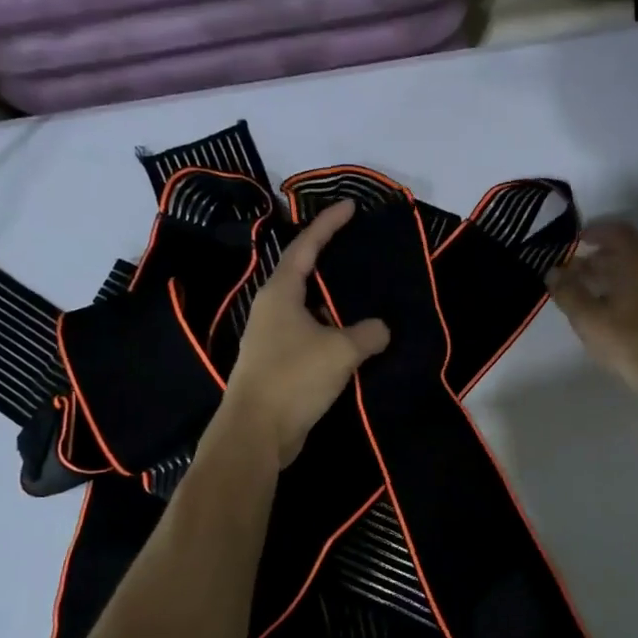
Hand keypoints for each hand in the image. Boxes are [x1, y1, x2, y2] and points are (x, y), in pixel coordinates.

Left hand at [222, 199, 389, 468]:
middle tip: (360, 252)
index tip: (350, 206)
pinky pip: (311, 336)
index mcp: (281, 293)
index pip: (306, 247)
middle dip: (331, 262)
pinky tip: (355, 341)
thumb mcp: (341, 350)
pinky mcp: (278, 364)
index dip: (328, 224)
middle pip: (304, 275)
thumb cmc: (294, 378)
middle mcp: (272, 309)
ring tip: (366, 298)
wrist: (257, 432)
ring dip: (335, 304)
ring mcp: (272, 338)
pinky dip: (332, 333)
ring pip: (309, 309)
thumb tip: (380, 329)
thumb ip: (368, 333)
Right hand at [545, 220, 637, 390]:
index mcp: (635, 260)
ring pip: (629, 272)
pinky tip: (600, 311)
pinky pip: (635, 289)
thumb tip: (553, 271)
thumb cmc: (627, 338)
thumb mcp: (588, 316)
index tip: (574, 240)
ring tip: (579, 292)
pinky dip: (616, 291)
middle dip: (594, 257)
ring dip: (604, 276)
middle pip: (623, 251)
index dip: (595, 231)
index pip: (616, 230)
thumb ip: (567, 291)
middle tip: (569, 270)